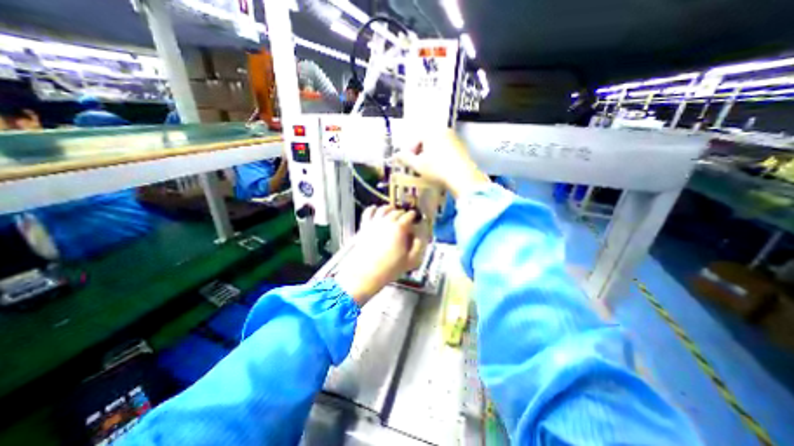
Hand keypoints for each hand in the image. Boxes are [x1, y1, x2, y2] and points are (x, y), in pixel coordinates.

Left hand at [333, 206, 428, 306]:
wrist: (367, 273)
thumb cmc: (390, 268)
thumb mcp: (411, 260)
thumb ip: (418, 246)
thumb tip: (420, 236)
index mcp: (400, 228)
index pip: (409, 216)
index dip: (413, 216)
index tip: (415, 218)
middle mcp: (387, 221)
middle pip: (397, 212)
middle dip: (402, 213)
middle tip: (405, 218)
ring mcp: (374, 222)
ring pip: (383, 209)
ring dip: (390, 209)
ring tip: (392, 211)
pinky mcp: (364, 226)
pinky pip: (368, 212)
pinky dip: (372, 209)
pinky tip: (375, 209)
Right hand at [392, 130, 490, 195]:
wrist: (463, 178)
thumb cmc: (437, 169)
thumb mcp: (417, 165)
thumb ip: (405, 158)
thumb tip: (396, 155)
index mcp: (431, 132)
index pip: (415, 140)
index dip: (409, 153)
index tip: (407, 163)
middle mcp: (444, 131)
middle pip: (426, 142)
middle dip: (419, 154)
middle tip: (417, 167)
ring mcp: (455, 138)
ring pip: (436, 146)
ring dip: (430, 156)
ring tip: (427, 169)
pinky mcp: (462, 148)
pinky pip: (446, 150)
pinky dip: (440, 158)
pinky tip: (440, 169)